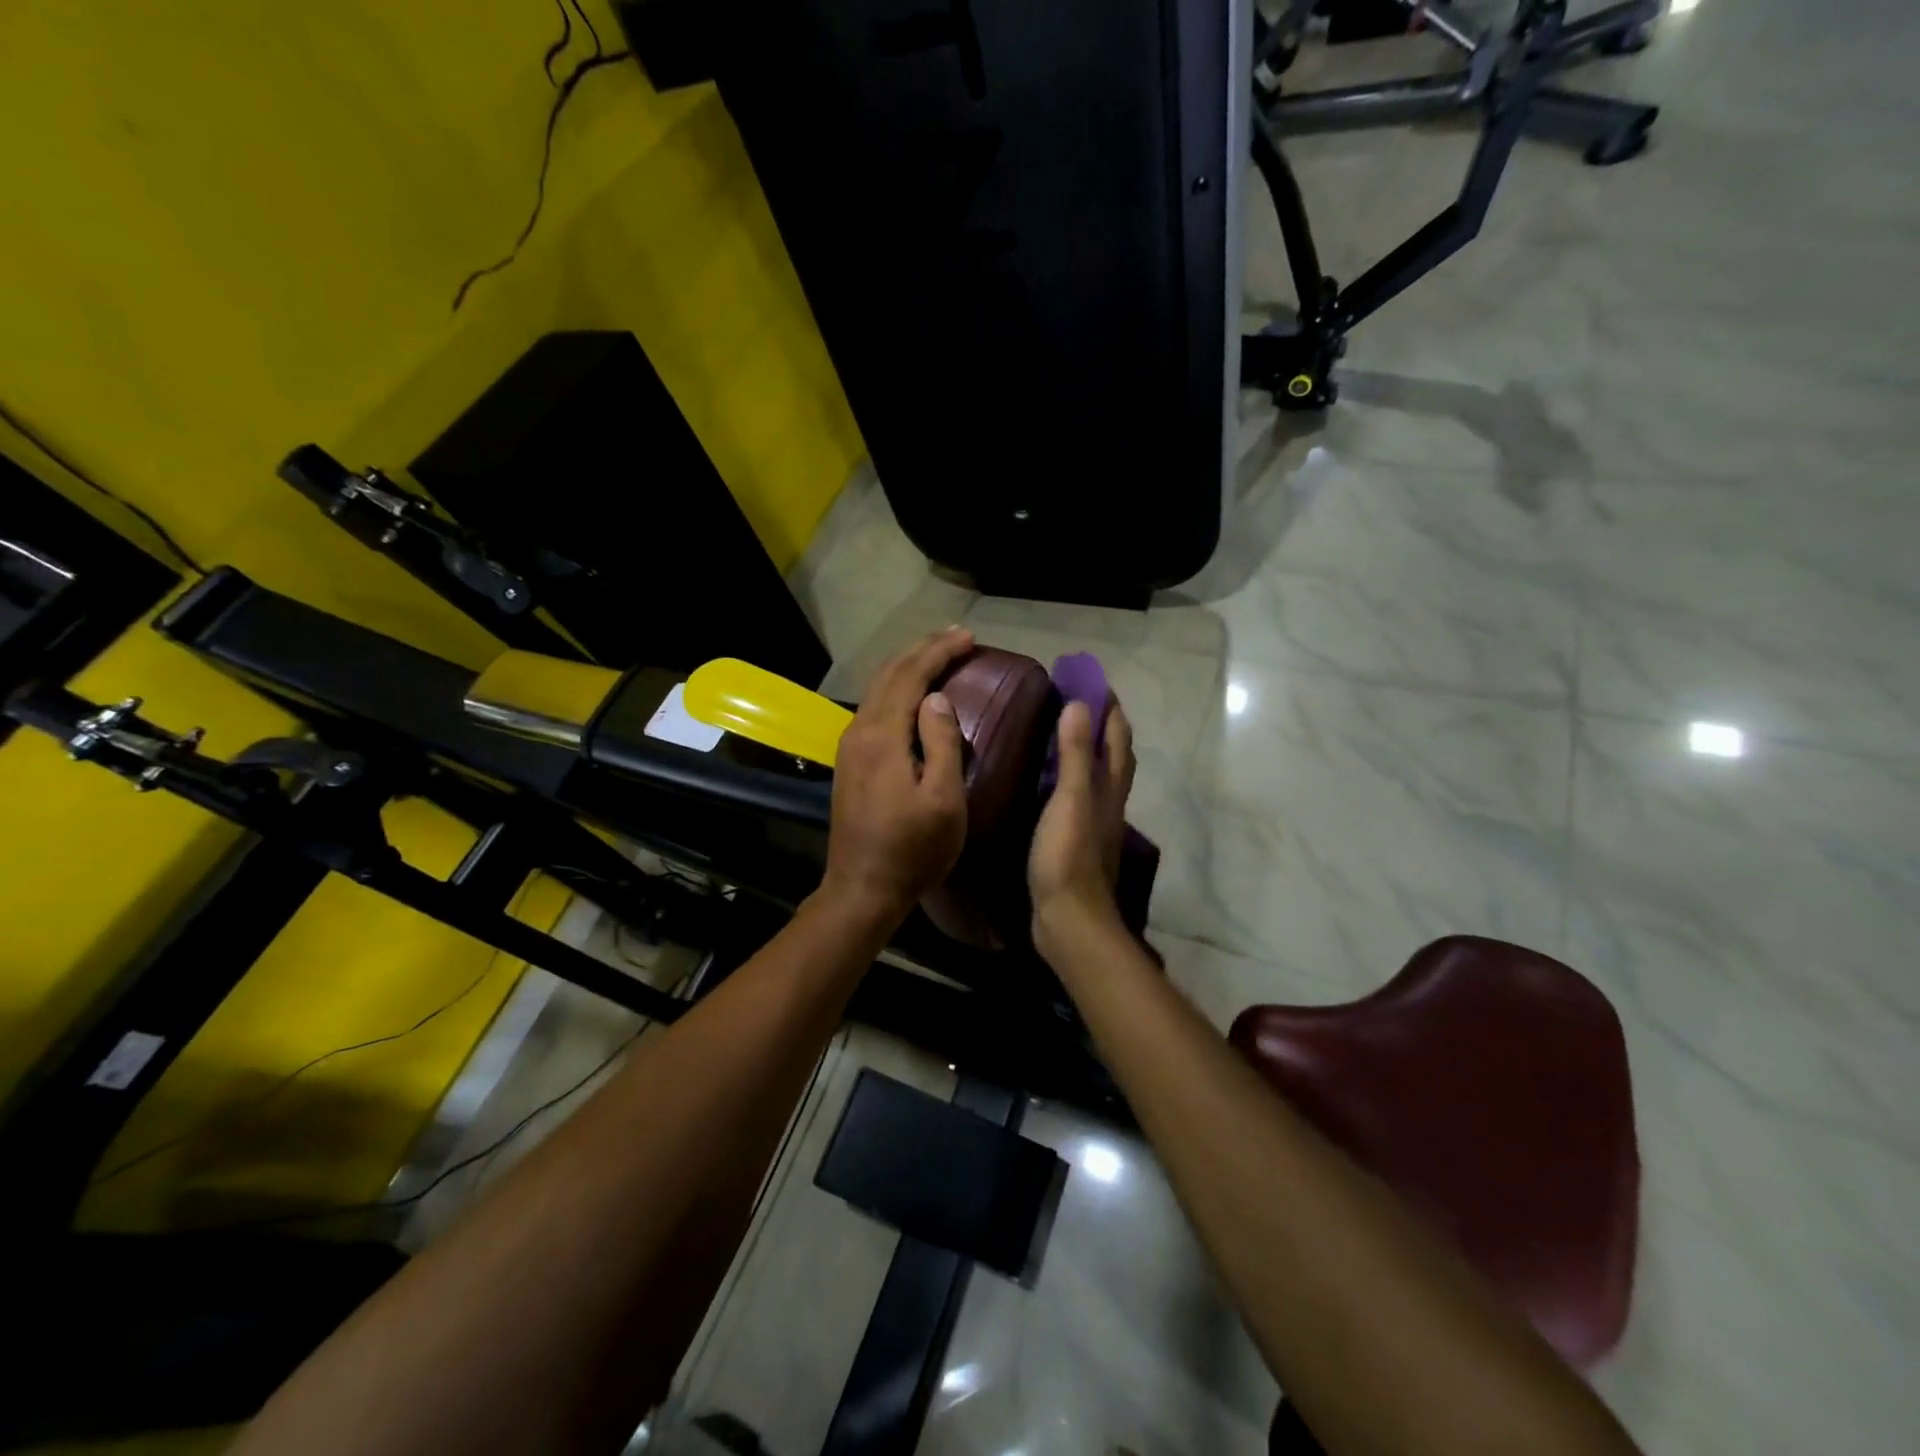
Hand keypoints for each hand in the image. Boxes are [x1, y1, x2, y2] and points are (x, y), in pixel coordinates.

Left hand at [820, 627, 974, 923]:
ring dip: (908, 667)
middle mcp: (859, 731)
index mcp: (882, 737)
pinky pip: (874, 708)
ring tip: (938, 656)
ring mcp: (850, 747)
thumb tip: (937, 699)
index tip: (968, 638)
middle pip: (889, 675)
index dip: (939, 652)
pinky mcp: (850, 762)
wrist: (863, 889)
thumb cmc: (913, 849)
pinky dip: (897, 689)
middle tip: (957, 637)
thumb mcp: (943, 799)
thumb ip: (942, 743)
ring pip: (877, 690)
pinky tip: (913, 695)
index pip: (910, 676)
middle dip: (922, 650)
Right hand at [1029, 697, 1134, 957]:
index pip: (1117, 738)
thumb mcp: (1071, 799)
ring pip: (1097, 777)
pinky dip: (1069, 779)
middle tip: (1077, 700)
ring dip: (1087, 751)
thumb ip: (1076, 755)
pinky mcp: (1075, 841)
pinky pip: (1076, 798)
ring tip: (1062, 733)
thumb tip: (1081, 705)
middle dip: (1102, 725)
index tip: (1094, 679)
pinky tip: (1048, 782)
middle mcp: (1108, 802)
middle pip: (1113, 756)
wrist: (1069, 919)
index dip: (1110, 708)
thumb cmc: (1069, 856)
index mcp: (1110, 788)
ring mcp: (1093, 824)